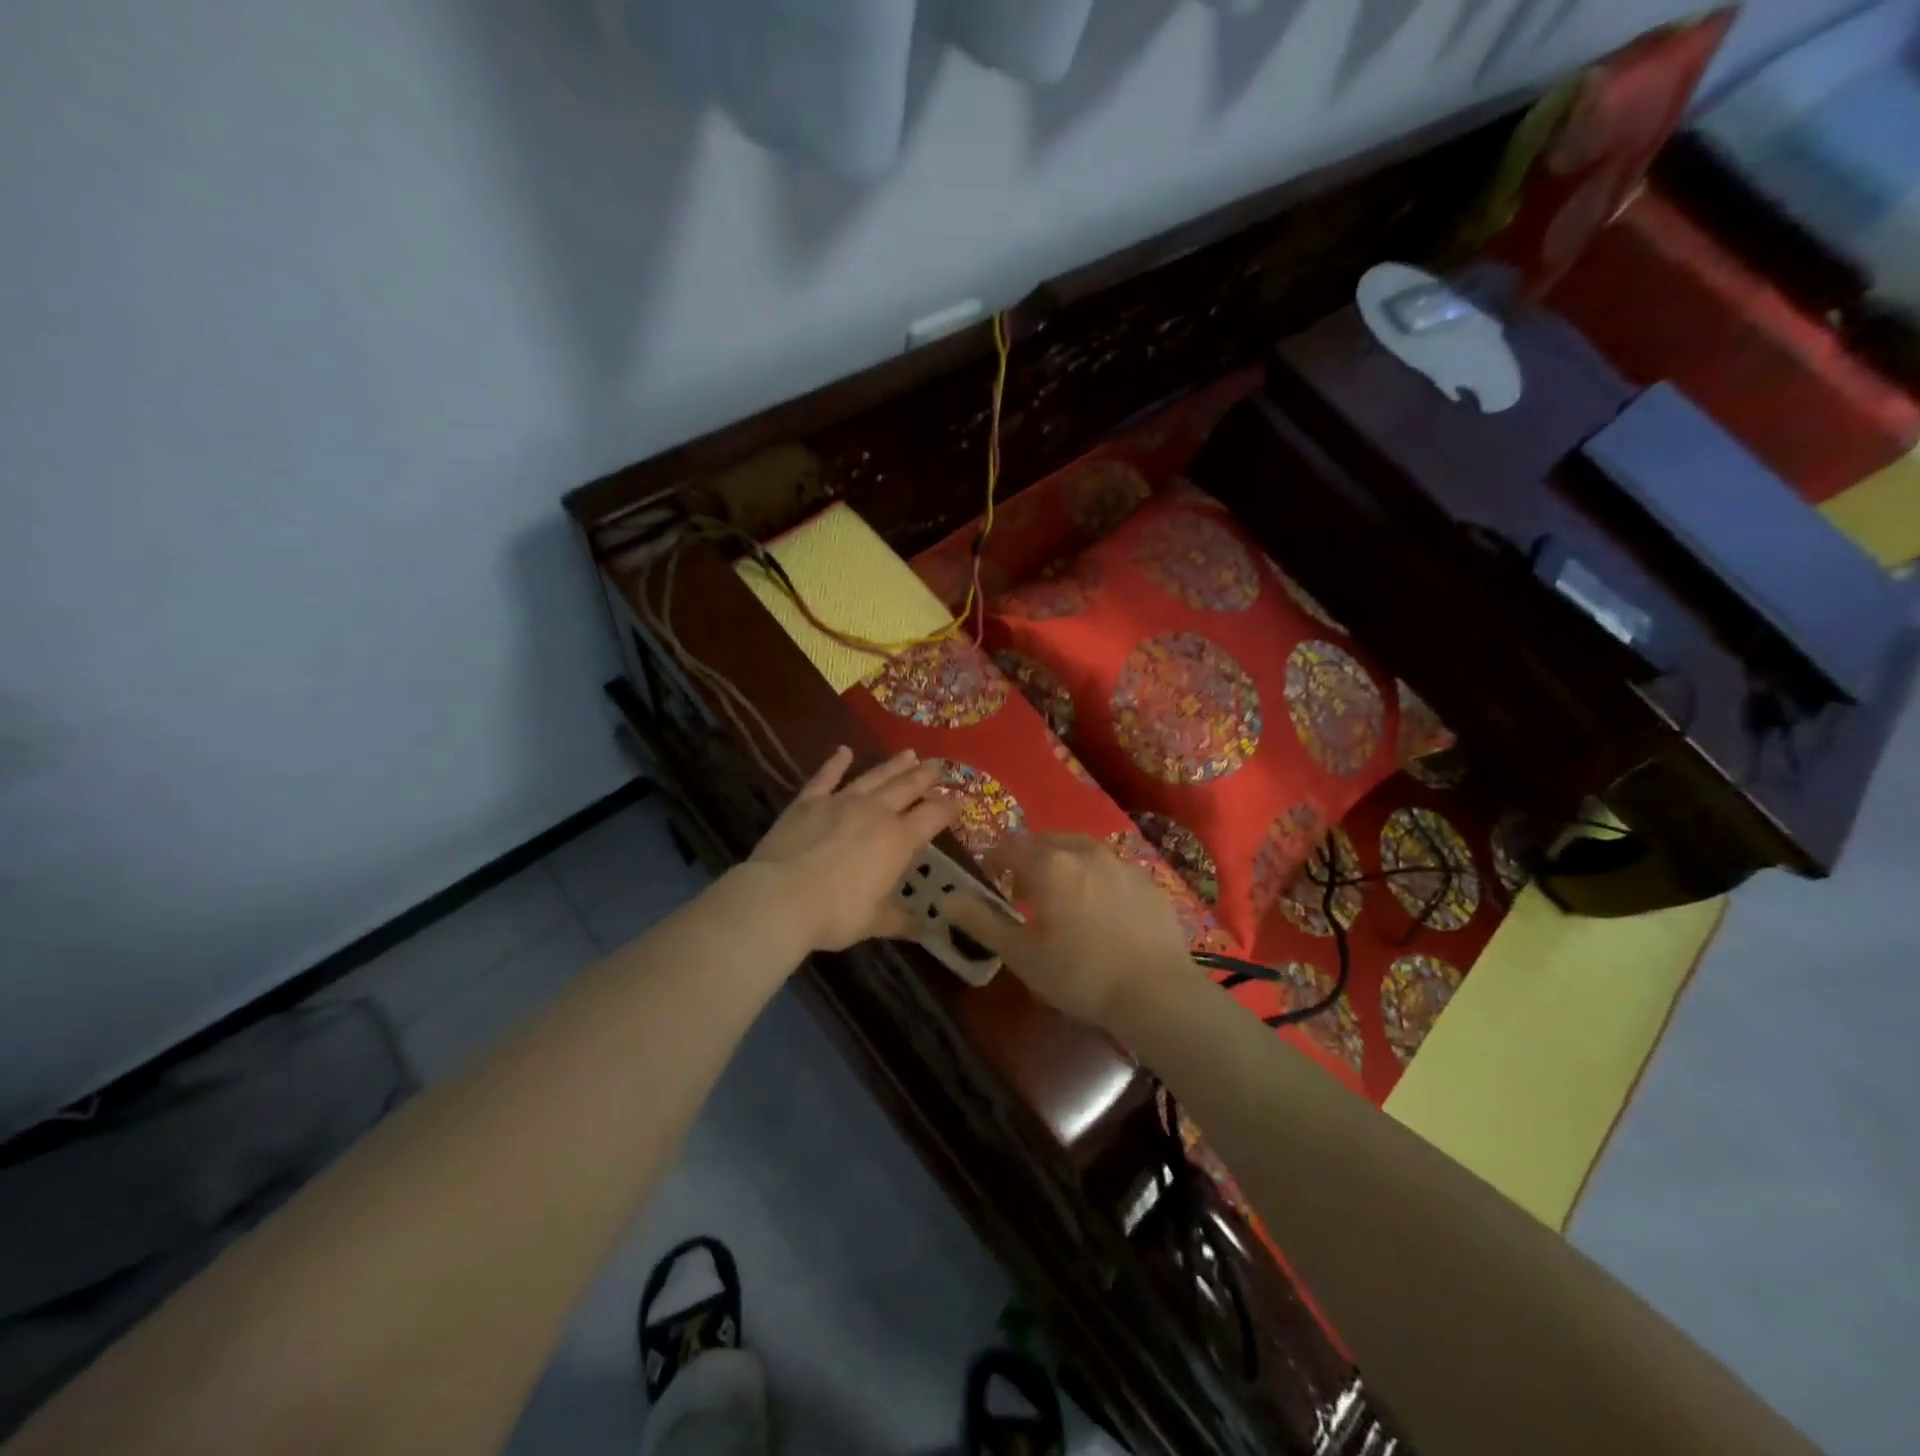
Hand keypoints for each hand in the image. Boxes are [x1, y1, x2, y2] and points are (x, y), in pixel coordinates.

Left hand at [747, 746, 957, 952]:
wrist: (780, 897)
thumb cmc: (835, 913)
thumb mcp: (874, 922)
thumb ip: (901, 920)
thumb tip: (926, 930)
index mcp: (898, 840)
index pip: (933, 816)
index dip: (949, 807)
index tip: (961, 799)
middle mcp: (876, 813)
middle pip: (907, 787)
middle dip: (926, 776)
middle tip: (939, 765)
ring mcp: (841, 802)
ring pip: (874, 777)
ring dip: (894, 765)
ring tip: (909, 753)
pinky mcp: (809, 801)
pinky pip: (826, 777)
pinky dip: (836, 763)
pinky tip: (844, 751)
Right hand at [945, 832, 1197, 1029]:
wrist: (1157, 993)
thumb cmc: (1080, 975)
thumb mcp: (1022, 955)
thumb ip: (982, 922)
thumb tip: (947, 899)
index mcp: (1050, 864)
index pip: (1010, 844)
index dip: (995, 859)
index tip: (992, 883)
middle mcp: (1085, 852)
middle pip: (1046, 841)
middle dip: (1029, 860)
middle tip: (1025, 895)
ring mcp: (1121, 864)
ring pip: (1081, 851)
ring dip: (1064, 865)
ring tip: (1064, 900)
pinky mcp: (1148, 881)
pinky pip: (1111, 868)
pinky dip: (1096, 879)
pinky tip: (1102, 912)